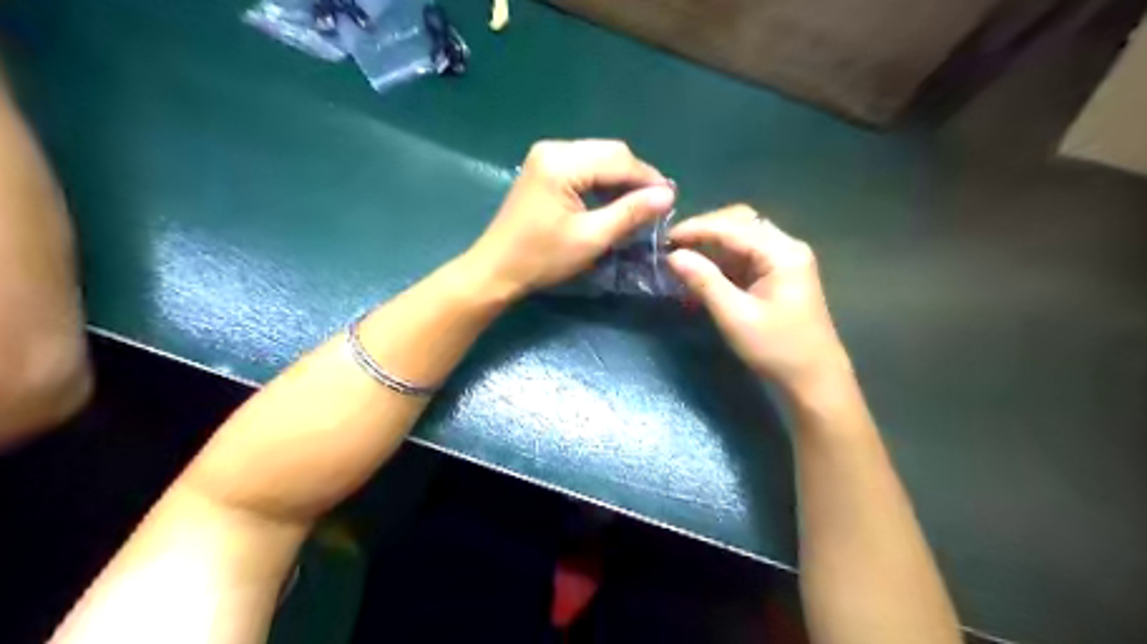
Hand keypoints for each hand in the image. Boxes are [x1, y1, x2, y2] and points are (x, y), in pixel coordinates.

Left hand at [465, 138, 672, 295]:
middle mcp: (553, 148)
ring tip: (639, 205)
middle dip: (635, 177)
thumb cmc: (542, 258)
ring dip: (620, 179)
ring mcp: (546, 156)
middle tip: (655, 204)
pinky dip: (602, 181)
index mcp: (562, 162)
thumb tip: (668, 195)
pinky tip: (613, 201)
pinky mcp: (544, 168)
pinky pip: (584, 165)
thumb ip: (630, 213)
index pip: (618, 159)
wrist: (497, 269)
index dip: (648, 178)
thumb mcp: (591, 238)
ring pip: (598, 157)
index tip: (670, 200)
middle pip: (609, 152)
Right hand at [664, 207, 849, 397]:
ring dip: (711, 243)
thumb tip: (672, 256)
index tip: (665, 238)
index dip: (696, 229)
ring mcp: (784, 259)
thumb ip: (704, 282)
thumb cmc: (776, 349)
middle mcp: (786, 246)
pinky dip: (721, 258)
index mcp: (782, 252)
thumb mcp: (735, 317)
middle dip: (704, 230)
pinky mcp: (778, 273)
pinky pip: (745, 254)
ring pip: (741, 236)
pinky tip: (701, 269)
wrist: (813, 379)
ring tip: (681, 256)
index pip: (733, 226)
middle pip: (740, 222)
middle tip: (673, 245)